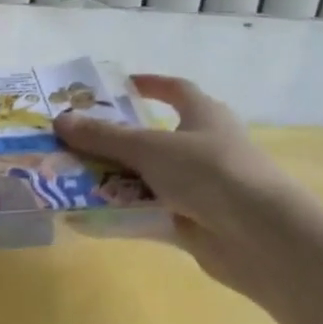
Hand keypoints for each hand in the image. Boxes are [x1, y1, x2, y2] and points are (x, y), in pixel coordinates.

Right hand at [54, 76, 314, 305]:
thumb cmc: (209, 172)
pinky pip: (150, 213)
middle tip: (76, 139)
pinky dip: (124, 212)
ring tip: (72, 176)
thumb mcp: (148, 149)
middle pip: (154, 138)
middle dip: (116, 139)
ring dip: (115, 178)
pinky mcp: (195, 222)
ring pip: (149, 177)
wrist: (262, 238)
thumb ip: (103, 137)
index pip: (176, 90)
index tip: (118, 86)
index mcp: (204, 116)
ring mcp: (202, 187)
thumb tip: (60, 121)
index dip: (150, 85)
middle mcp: (205, 147)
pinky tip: (89, 214)